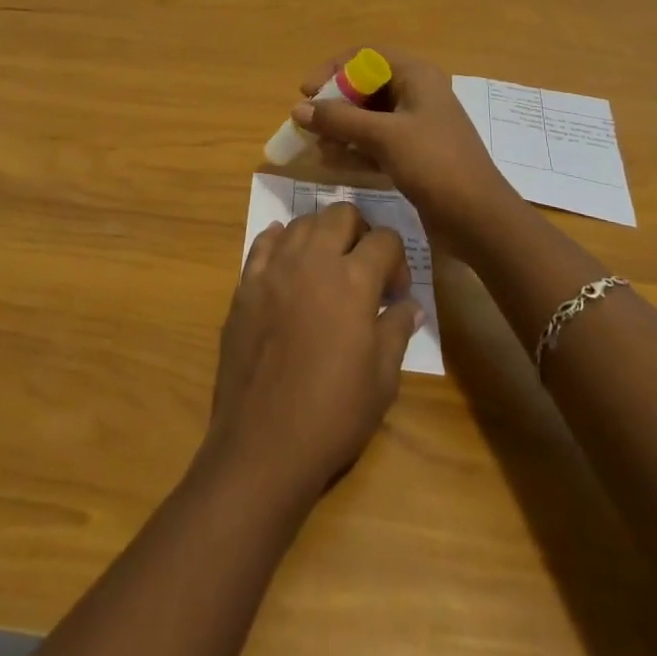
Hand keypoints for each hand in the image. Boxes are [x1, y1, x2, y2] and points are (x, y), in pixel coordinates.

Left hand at [203, 203, 420, 506]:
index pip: (384, 239)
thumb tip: (410, 305)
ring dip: (322, 235)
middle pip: (341, 214)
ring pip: (302, 222)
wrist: (264, 441)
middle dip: (360, 232)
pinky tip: (288, 260)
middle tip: (364, 268)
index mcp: (352, 280)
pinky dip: (281, 241)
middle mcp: (312, 260)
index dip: (397, 261)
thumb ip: (397, 330)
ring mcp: (274, 268)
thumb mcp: (382, 379)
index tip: (395, 293)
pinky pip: (264, 243)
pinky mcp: (246, 283)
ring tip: (328, 267)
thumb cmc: (333, 414)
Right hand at [292, 48, 519, 242]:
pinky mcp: (413, 156)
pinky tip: (330, 162)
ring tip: (314, 145)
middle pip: (365, 87)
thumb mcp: (384, 136)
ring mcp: (416, 127)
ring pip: (368, 117)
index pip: (366, 57)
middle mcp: (416, 95)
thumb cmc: (435, 164)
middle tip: (307, 123)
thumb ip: (338, 119)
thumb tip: (298, 109)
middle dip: (334, 103)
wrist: (480, 221)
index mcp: (417, 76)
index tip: (307, 92)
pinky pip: (375, 143)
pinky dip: (353, 149)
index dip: (333, 69)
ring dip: (340, 128)